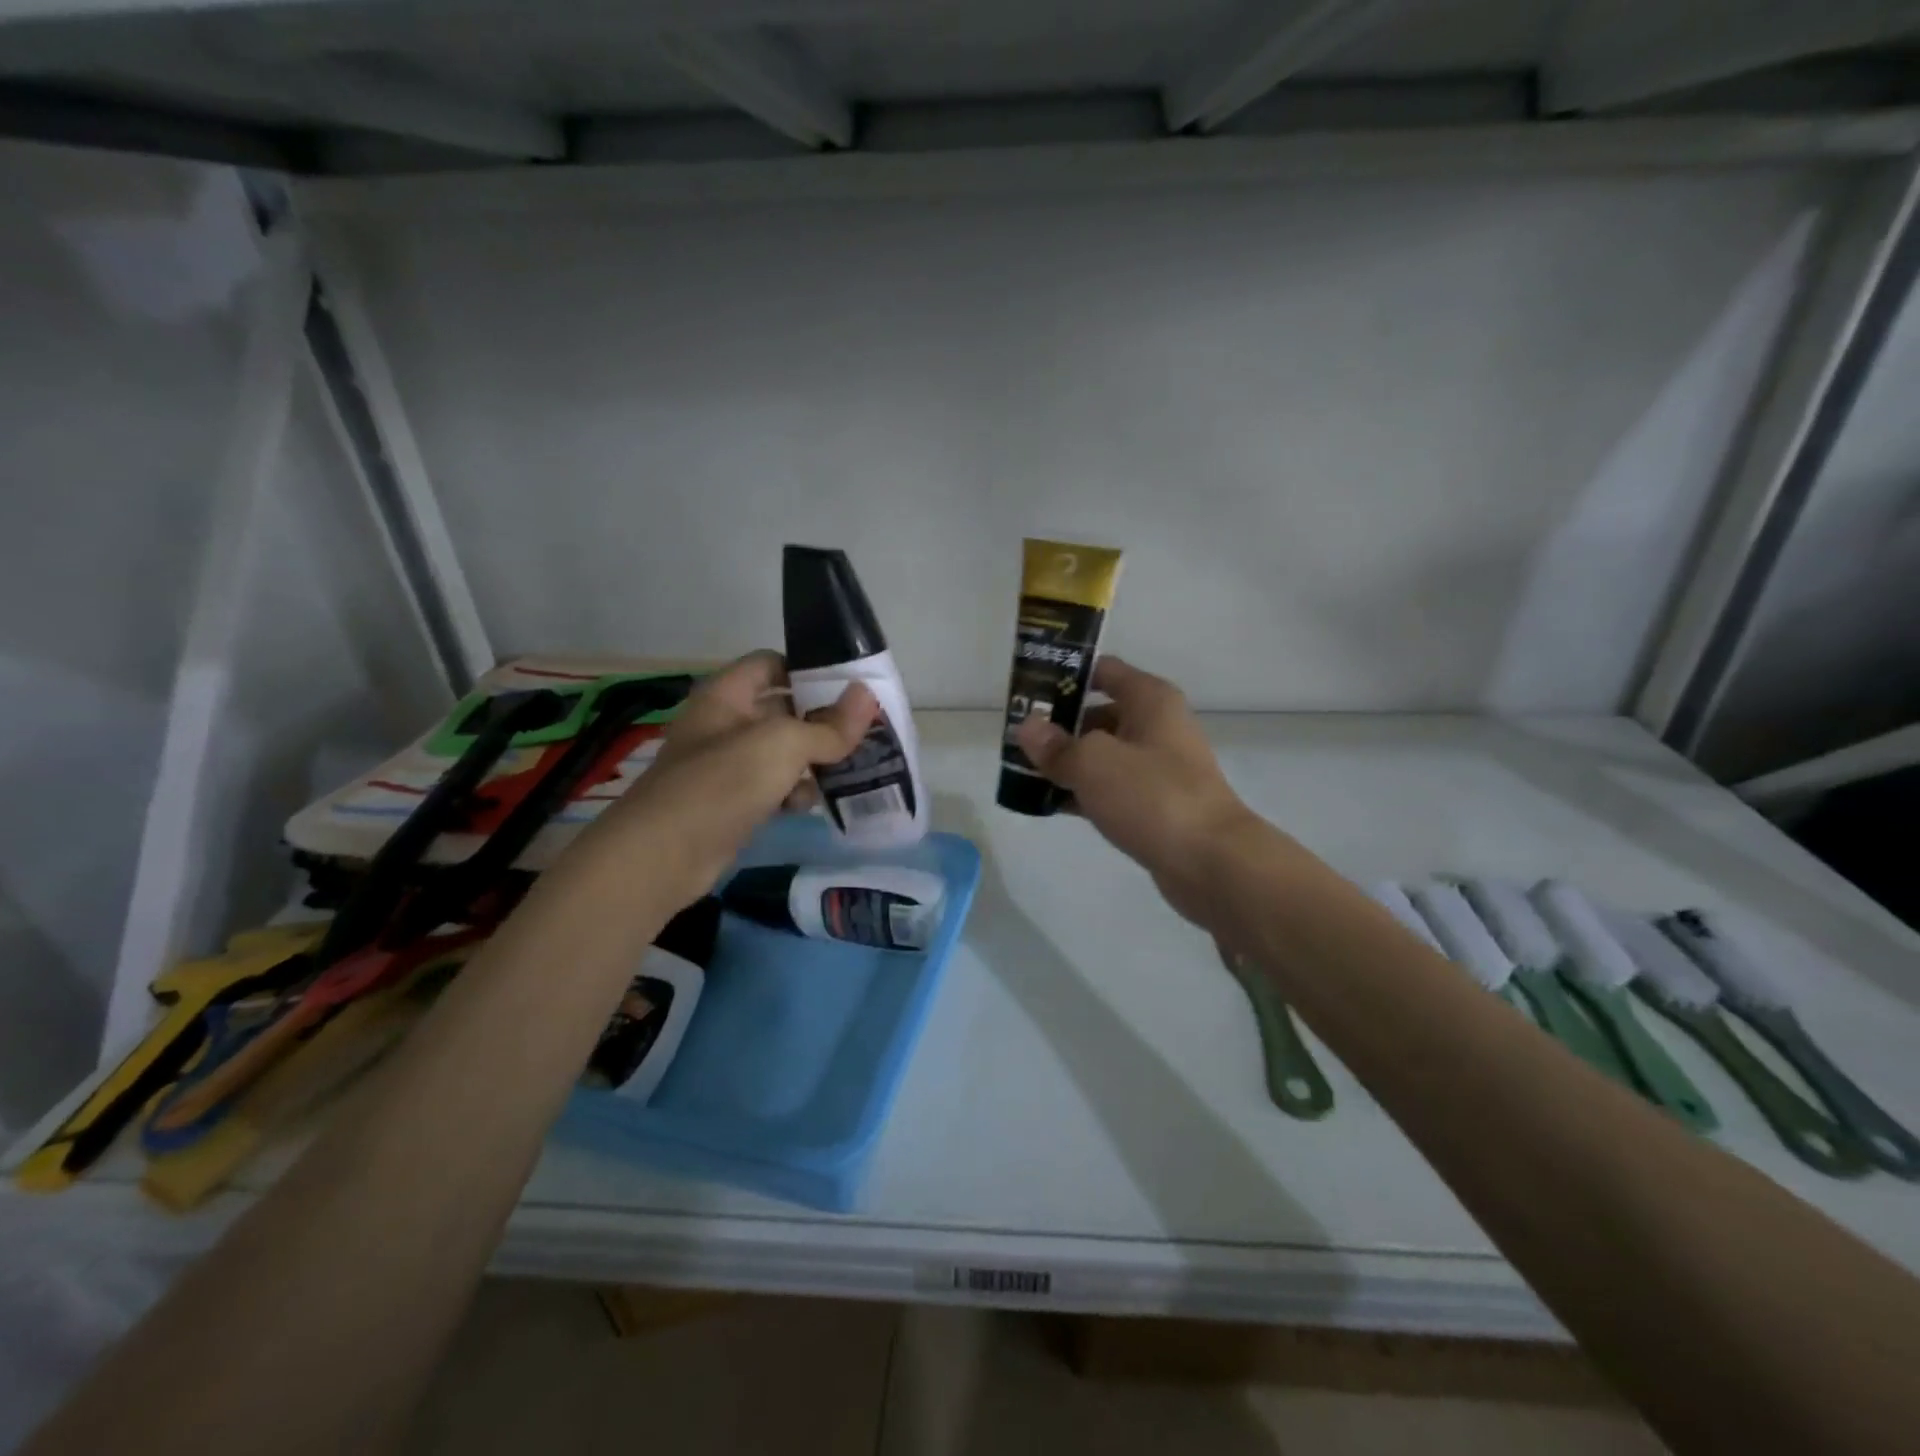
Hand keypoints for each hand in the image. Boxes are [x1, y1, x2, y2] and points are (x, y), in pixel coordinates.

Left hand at [582, 651, 876, 909]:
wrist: (663, 856)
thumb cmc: (722, 783)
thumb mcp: (783, 745)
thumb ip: (829, 725)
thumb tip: (869, 696)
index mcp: (728, 694)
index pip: (772, 664)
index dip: (809, 669)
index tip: (851, 686)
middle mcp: (725, 723)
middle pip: (783, 709)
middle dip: (821, 720)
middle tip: (864, 731)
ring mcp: (726, 765)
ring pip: (781, 753)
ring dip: (812, 761)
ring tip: (848, 769)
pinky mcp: (732, 802)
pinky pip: (772, 787)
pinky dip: (792, 792)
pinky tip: (808, 804)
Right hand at [1014, 656, 1262, 924]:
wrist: (1210, 861)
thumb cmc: (1152, 795)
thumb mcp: (1093, 762)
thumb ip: (1056, 745)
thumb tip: (1027, 727)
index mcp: (1150, 700)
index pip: (1102, 671)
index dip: (1064, 675)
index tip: (1027, 690)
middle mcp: (1156, 726)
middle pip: (1098, 714)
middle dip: (1057, 725)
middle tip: (1016, 738)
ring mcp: (1157, 768)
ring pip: (1101, 755)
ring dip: (1066, 762)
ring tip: (1022, 772)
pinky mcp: (1154, 804)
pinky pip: (1110, 789)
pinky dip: (1082, 792)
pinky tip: (1048, 804)